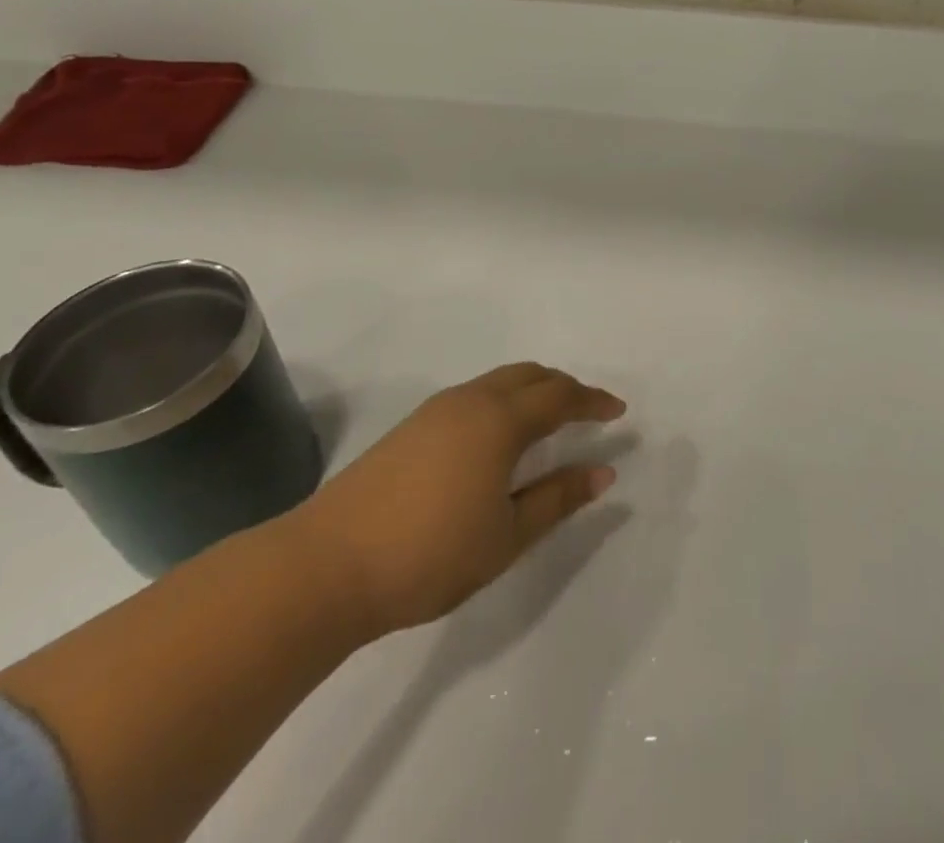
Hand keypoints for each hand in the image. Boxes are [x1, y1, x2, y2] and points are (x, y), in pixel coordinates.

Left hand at [283, 363, 626, 641]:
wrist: (324, 566)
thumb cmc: (428, 554)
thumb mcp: (506, 535)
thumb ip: (557, 499)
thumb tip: (604, 472)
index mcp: (500, 421)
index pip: (561, 397)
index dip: (593, 402)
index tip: (619, 411)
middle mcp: (471, 401)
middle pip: (530, 375)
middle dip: (565, 387)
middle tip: (589, 411)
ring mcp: (436, 410)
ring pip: (500, 381)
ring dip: (533, 390)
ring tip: (550, 420)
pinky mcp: (412, 427)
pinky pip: (475, 394)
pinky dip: (504, 400)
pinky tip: (500, 436)